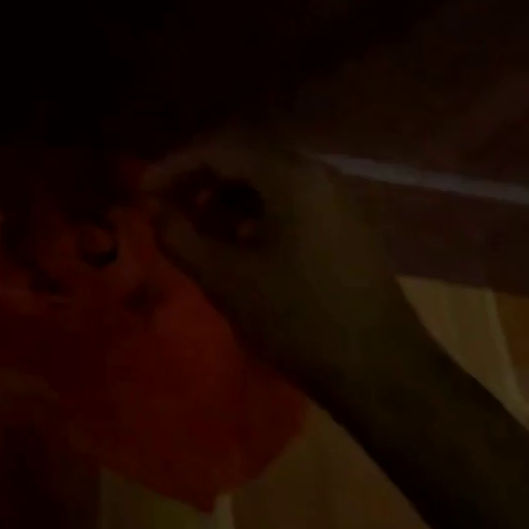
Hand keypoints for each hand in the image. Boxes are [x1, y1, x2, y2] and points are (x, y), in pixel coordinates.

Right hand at [142, 135, 432, 409]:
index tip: (142, 191)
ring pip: (264, 180)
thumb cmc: (298, 320)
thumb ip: (178, 235)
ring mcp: (336, 198)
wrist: (386, 378)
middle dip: (197, 180)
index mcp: (289, 175)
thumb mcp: (224, 278)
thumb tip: (153, 209)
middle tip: (164, 206)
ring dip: (223, 197)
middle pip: (242, 158)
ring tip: (196, 229)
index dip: (173, 167)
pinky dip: (252, 212)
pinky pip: (287, 200)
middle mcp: (316, 173)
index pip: (218, 150)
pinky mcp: (345, 225)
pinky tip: (237, 244)